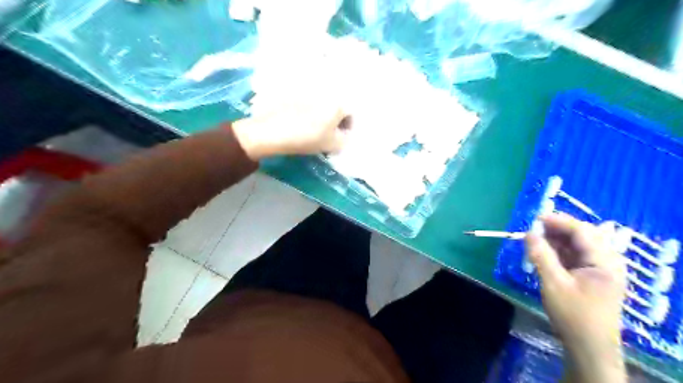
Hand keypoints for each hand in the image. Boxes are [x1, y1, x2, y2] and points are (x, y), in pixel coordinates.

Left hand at [235, 98, 351, 159]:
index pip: (351, 113)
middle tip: (328, 132)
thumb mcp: (332, 145)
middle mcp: (325, 92)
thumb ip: (345, 140)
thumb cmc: (307, 138)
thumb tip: (345, 135)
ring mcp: (308, 91)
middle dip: (335, 119)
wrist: (273, 131)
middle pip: (336, 106)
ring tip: (313, 126)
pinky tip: (300, 120)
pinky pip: (307, 101)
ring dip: (321, 113)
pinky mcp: (293, 91)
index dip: (348, 127)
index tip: (340, 136)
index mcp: (337, 104)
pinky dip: (307, 109)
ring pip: (321, 103)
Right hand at [525, 213, 626, 382]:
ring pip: (579, 244)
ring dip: (557, 239)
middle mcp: (608, 262)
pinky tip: (545, 252)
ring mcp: (603, 269)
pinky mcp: (595, 276)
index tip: (534, 218)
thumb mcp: (552, 283)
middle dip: (557, 229)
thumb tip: (528, 233)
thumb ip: (540, 255)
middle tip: (533, 229)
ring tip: (535, 239)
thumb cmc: (573, 315)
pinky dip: (560, 251)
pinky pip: (577, 255)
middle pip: (583, 235)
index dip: (558, 221)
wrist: (589, 346)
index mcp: (604, 262)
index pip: (582, 231)